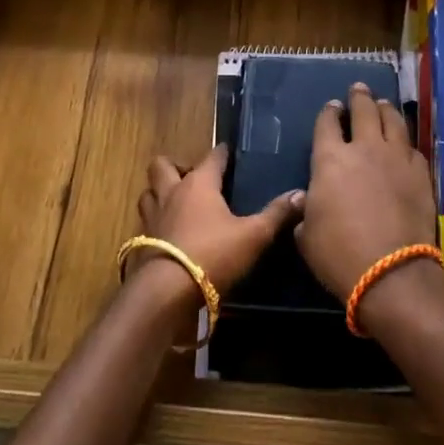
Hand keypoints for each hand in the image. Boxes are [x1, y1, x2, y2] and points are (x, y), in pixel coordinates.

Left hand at [136, 144, 302, 297]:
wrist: (167, 291)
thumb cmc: (213, 254)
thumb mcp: (253, 235)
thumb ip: (276, 214)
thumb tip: (301, 194)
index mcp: (199, 183)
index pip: (211, 156)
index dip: (221, 153)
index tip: (228, 152)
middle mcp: (172, 192)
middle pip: (163, 165)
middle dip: (176, 166)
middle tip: (194, 179)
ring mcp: (153, 217)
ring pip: (149, 192)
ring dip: (159, 193)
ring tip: (176, 203)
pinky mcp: (142, 242)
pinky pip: (145, 222)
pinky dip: (155, 222)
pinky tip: (168, 234)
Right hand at [295, 83, 438, 302]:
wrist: (391, 271)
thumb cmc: (338, 254)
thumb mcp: (306, 234)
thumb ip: (307, 210)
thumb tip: (311, 204)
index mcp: (330, 158)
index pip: (327, 123)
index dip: (328, 112)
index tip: (332, 107)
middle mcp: (364, 148)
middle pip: (363, 110)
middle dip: (359, 96)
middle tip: (359, 89)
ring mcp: (396, 158)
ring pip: (393, 120)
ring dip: (385, 109)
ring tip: (383, 104)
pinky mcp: (420, 173)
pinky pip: (412, 147)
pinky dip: (404, 141)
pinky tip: (404, 143)